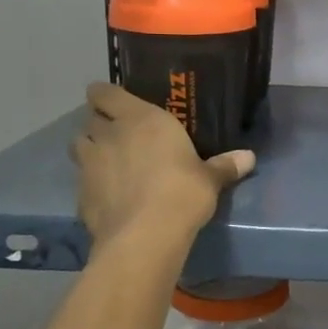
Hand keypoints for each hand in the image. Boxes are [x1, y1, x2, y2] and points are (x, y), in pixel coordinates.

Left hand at [72, 83, 254, 246]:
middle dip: (101, 124)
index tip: (119, 104)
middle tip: (121, 135)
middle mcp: (108, 135)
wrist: (145, 236)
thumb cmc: (182, 192)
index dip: (106, 96)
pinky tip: (110, 196)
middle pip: (90, 119)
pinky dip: (92, 184)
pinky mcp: (80, 196)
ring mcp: (88, 166)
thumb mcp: (210, 179)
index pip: (103, 92)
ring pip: (78, 146)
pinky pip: (82, 181)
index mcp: (138, 119)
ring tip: (110, 163)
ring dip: (91, 150)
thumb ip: (225, 165)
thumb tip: (249, 157)